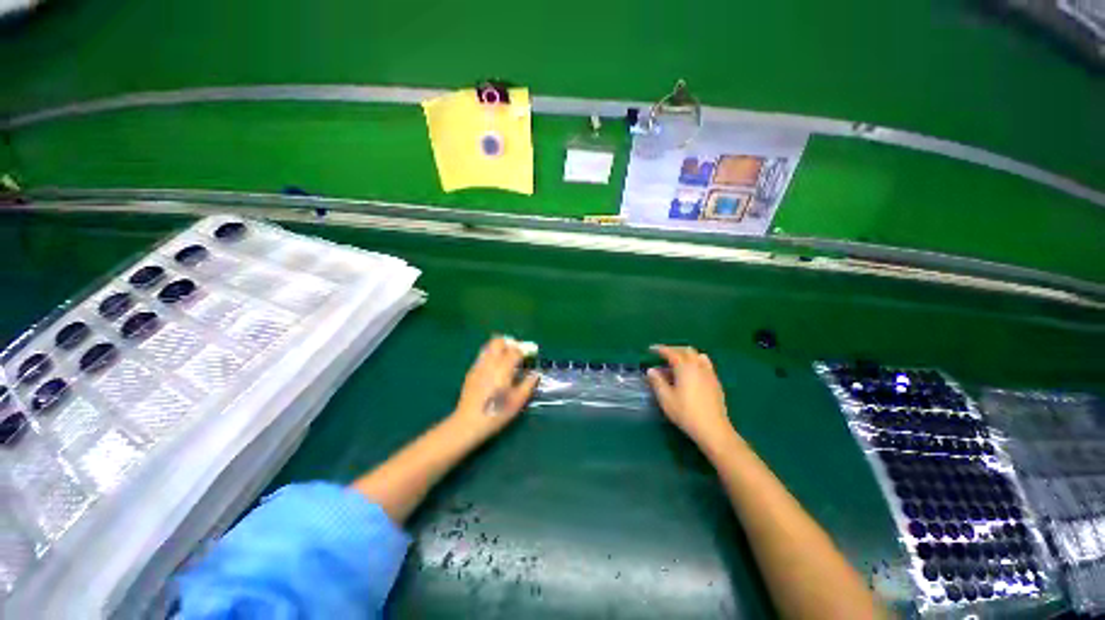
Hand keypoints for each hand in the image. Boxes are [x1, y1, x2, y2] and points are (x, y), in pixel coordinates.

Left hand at [450, 337, 539, 443]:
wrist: (468, 423)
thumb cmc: (496, 413)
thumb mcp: (517, 401)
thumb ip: (528, 385)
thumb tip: (535, 374)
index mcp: (503, 368)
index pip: (515, 350)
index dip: (524, 351)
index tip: (528, 357)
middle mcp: (490, 362)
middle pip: (498, 341)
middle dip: (509, 343)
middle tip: (516, 353)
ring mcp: (479, 366)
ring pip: (488, 346)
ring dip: (498, 348)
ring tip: (505, 360)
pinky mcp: (471, 372)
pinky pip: (482, 356)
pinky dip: (490, 356)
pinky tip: (494, 370)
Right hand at [647, 345, 734, 449]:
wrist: (713, 429)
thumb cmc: (686, 413)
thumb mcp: (666, 398)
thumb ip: (657, 382)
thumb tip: (651, 370)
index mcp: (685, 367)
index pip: (671, 353)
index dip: (661, 349)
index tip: (651, 349)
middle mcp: (698, 366)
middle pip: (687, 351)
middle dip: (674, 350)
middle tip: (663, 355)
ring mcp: (709, 374)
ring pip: (698, 356)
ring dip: (686, 355)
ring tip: (678, 363)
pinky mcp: (716, 383)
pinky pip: (705, 365)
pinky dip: (695, 363)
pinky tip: (691, 375)